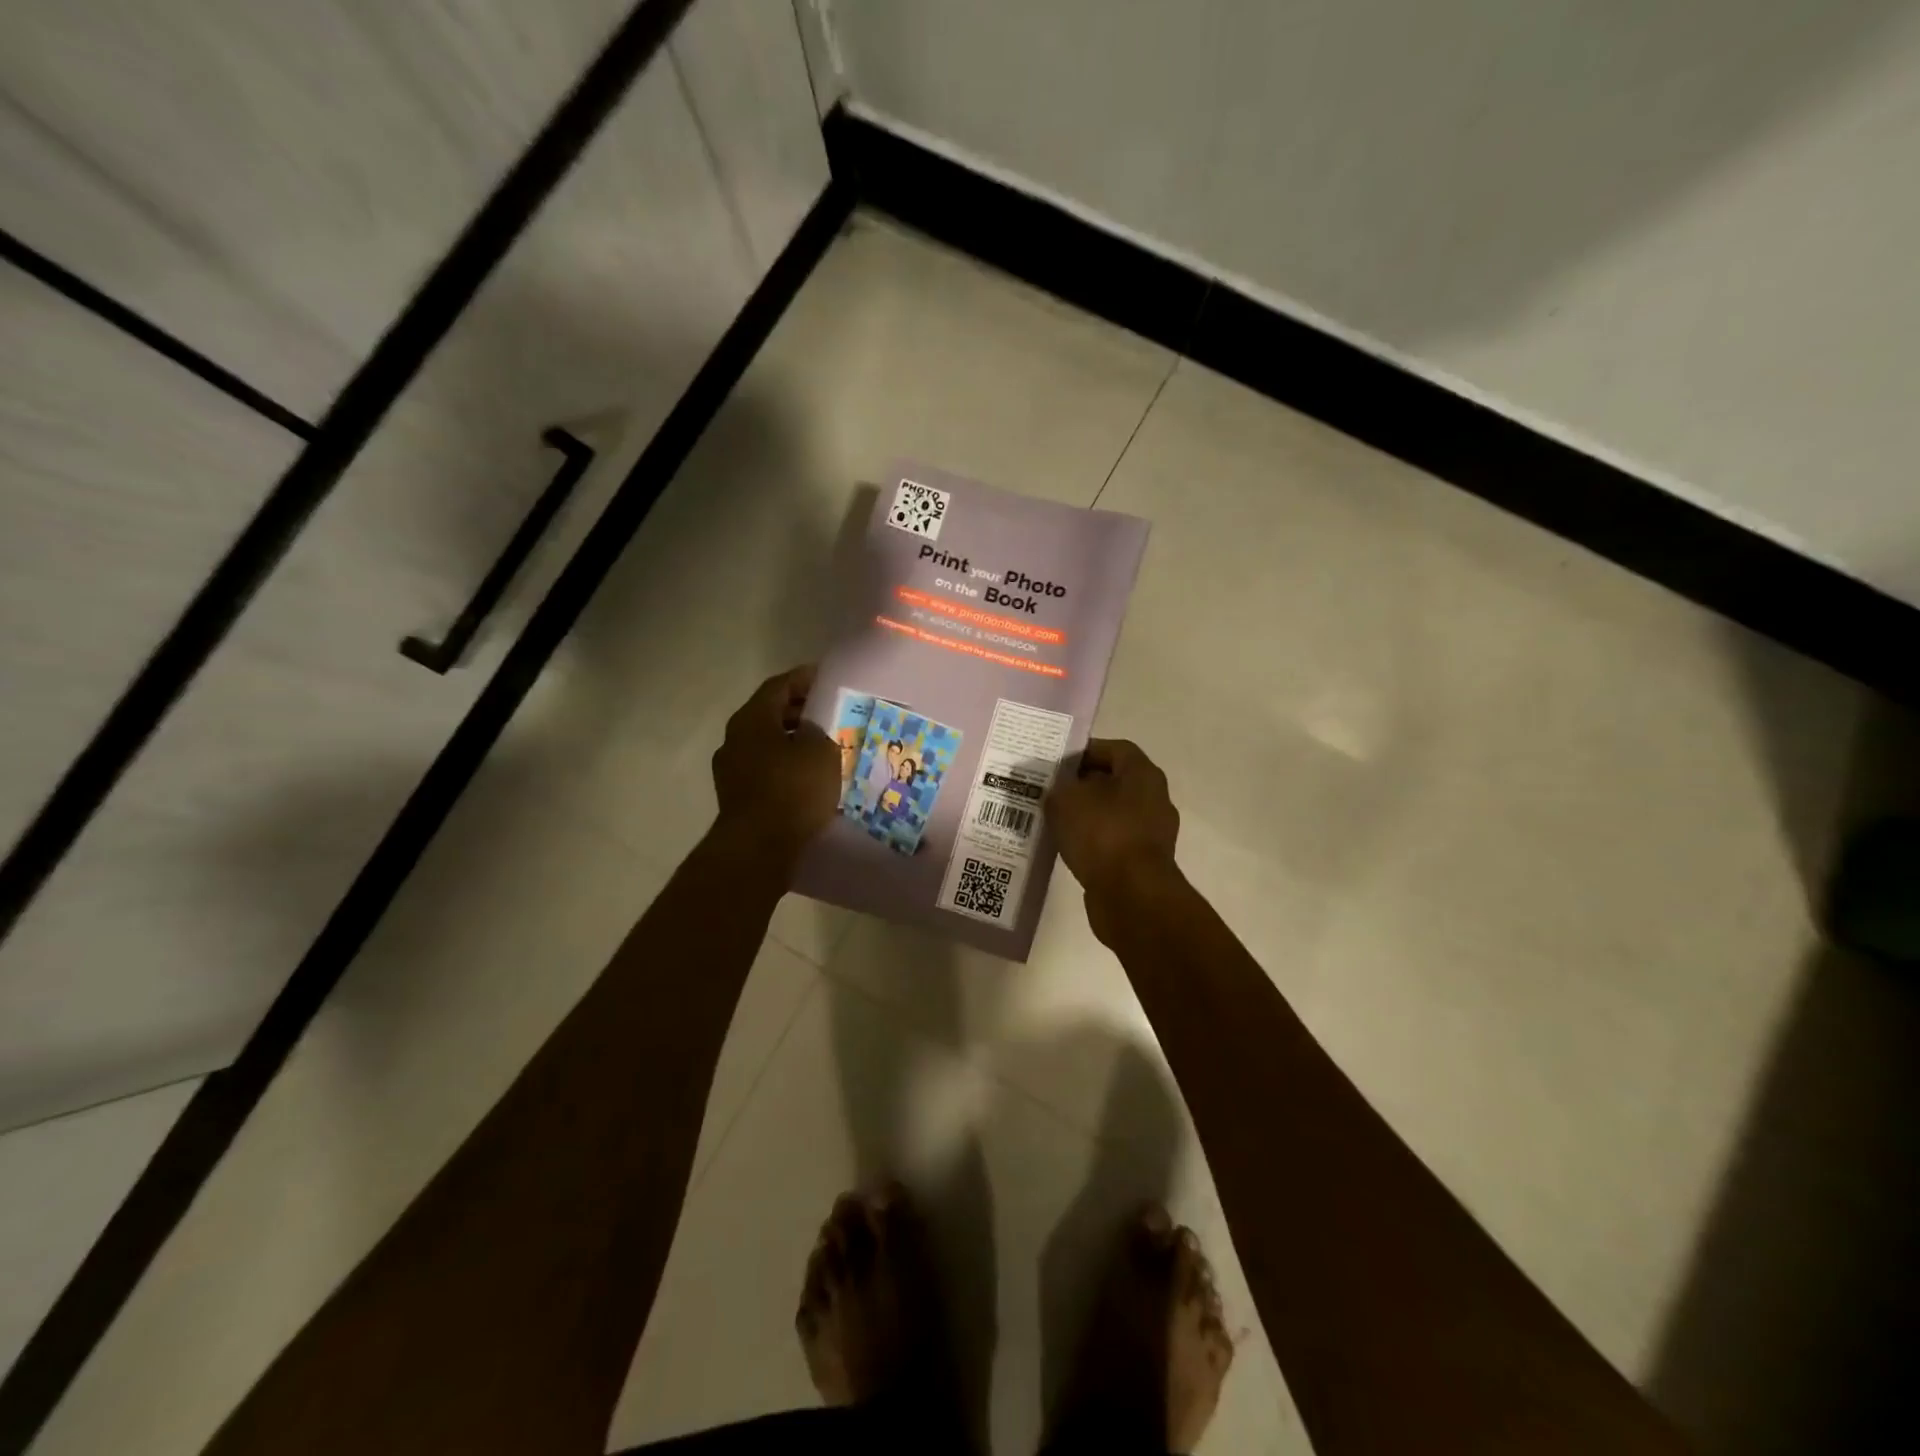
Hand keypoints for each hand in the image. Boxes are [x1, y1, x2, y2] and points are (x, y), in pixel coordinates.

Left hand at [710, 666, 840, 870]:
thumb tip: (808, 729)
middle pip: (770, 714)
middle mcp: (735, 738)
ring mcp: (731, 769)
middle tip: (831, 712)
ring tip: (824, 746)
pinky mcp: (737, 797)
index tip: (827, 678)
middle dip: (800, 711)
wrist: (758, 848)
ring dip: (793, 741)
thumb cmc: (792, 790)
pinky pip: (766, 769)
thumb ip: (816, 730)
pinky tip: (808, 777)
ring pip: (767, 744)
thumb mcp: (819, 751)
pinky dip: (786, 766)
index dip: (804, 678)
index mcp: (751, 718)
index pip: (779, 686)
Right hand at [1047, 739, 1181, 927]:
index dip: (1085, 751)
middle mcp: (1154, 798)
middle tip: (1051, 789)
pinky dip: (1093, 840)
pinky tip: (1069, 846)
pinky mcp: (1143, 862)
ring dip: (1086, 814)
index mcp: (1143, 774)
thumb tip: (1058, 791)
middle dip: (1082, 784)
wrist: (1131, 895)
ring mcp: (1152, 832)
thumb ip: (1058, 787)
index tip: (1057, 762)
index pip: (1114, 749)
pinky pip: (1114, 840)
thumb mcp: (1066, 800)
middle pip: (1114, 781)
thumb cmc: (1102, 834)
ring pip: (1113, 812)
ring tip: (1055, 819)